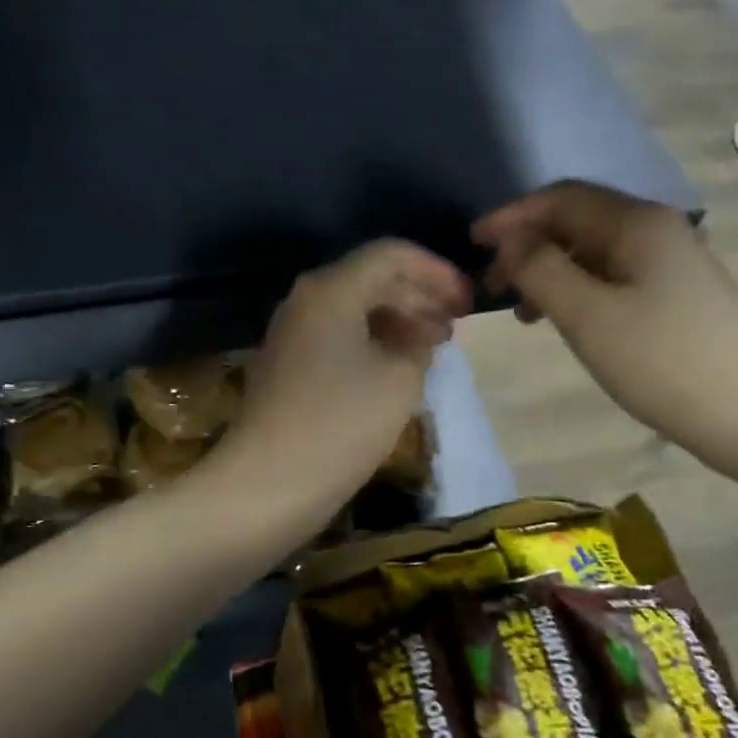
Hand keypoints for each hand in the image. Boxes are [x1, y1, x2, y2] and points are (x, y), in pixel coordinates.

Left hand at [223, 240, 471, 518]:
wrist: (270, 482)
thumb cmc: (342, 424)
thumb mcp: (399, 379)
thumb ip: (419, 344)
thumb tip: (419, 336)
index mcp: (332, 290)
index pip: (391, 255)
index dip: (436, 271)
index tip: (467, 300)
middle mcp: (307, 300)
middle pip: (371, 279)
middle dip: (419, 296)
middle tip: (456, 324)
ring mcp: (293, 333)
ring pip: (355, 309)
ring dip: (398, 320)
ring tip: (435, 345)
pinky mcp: (289, 365)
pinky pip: (339, 336)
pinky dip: (374, 342)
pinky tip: (399, 366)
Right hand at [473, 181, 737, 468]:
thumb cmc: (661, 361)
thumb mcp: (587, 315)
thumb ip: (540, 268)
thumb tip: (511, 239)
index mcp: (637, 222)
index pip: (560, 198)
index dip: (511, 216)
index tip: (472, 244)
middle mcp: (656, 229)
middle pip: (578, 220)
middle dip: (528, 246)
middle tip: (492, 286)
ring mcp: (671, 261)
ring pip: (594, 251)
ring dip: (550, 270)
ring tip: (523, 312)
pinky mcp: (676, 293)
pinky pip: (613, 276)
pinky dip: (578, 289)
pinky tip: (565, 319)